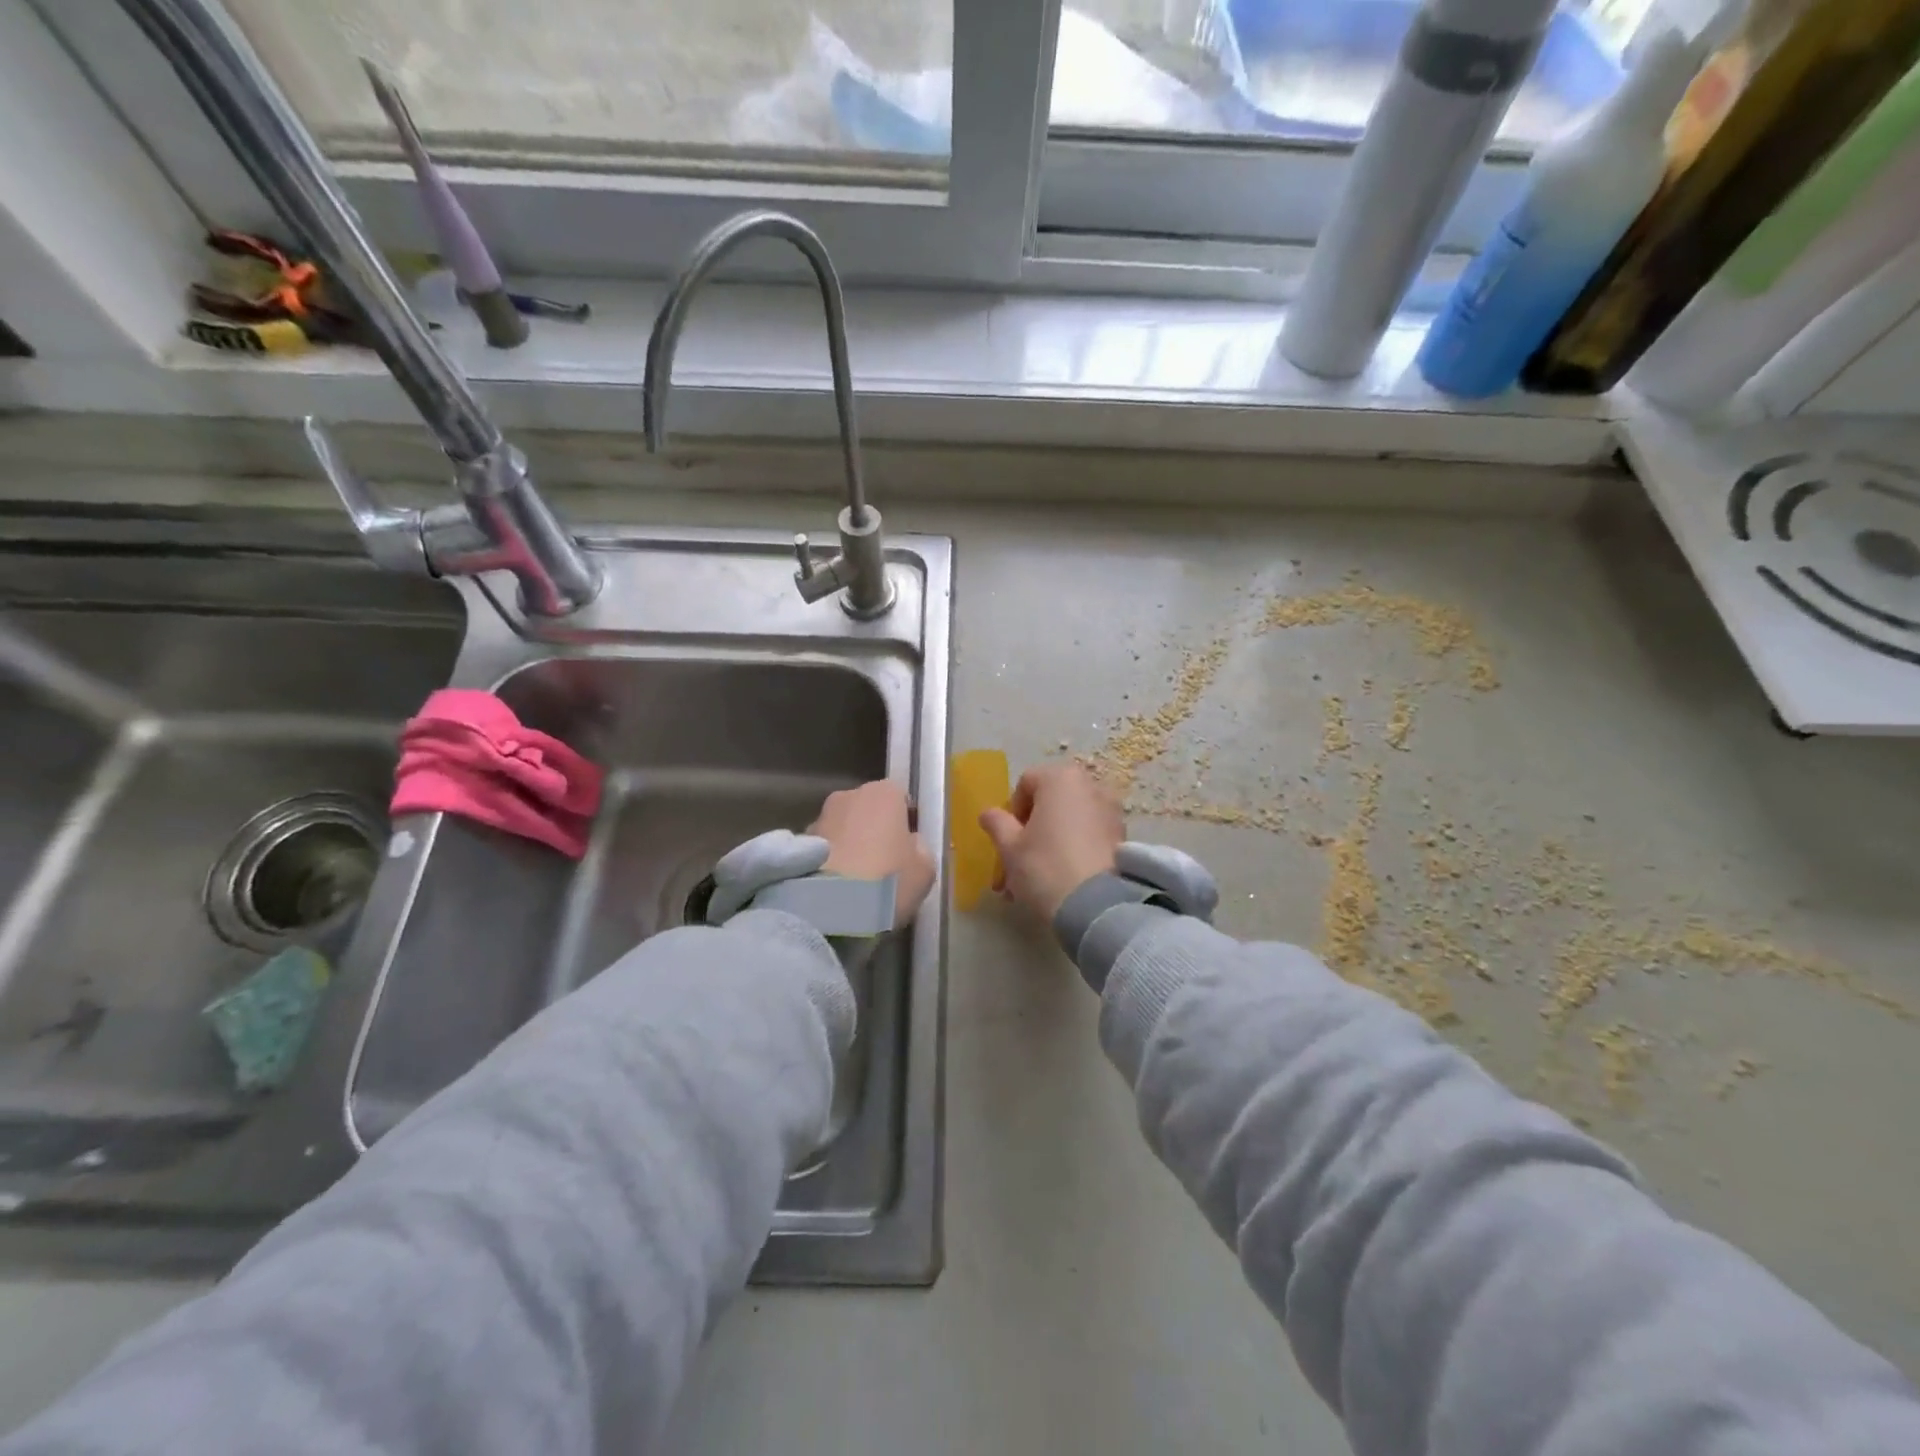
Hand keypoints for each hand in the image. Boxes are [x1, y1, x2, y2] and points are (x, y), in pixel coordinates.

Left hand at [810, 780, 935, 928]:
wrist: (833, 908)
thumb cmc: (889, 881)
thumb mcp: (925, 870)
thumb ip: (920, 849)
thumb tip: (909, 844)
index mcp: (884, 793)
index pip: (900, 798)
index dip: (905, 822)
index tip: (908, 849)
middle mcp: (849, 795)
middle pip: (868, 810)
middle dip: (874, 831)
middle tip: (883, 866)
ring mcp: (819, 817)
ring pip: (842, 828)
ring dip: (849, 846)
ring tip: (856, 882)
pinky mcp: (797, 843)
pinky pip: (823, 849)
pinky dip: (829, 861)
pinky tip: (836, 888)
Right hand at [978, 761, 1123, 923]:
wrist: (1097, 907)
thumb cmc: (1045, 867)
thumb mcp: (1010, 847)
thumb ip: (997, 823)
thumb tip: (988, 813)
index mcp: (1061, 779)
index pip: (1026, 784)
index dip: (1012, 811)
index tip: (1008, 840)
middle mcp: (1091, 786)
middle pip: (1050, 802)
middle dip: (1031, 831)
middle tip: (1017, 863)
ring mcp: (1111, 811)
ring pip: (1069, 822)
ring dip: (1049, 843)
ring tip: (1035, 881)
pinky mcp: (1122, 837)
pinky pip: (1088, 836)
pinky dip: (1072, 850)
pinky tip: (1061, 881)